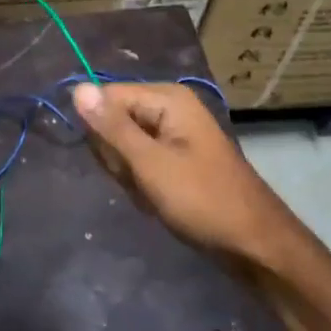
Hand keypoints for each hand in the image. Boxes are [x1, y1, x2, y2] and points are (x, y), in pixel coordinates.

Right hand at [72, 83, 297, 262]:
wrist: (253, 242)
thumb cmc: (203, 200)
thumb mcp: (151, 164)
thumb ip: (112, 127)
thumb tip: (76, 88)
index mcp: (167, 98)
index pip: (106, 97)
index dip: (102, 132)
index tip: (118, 163)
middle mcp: (170, 106)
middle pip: (114, 120)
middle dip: (117, 157)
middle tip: (142, 181)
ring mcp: (174, 132)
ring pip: (124, 146)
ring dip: (129, 174)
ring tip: (152, 193)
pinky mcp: (175, 156)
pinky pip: (140, 161)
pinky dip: (142, 183)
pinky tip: (158, 200)